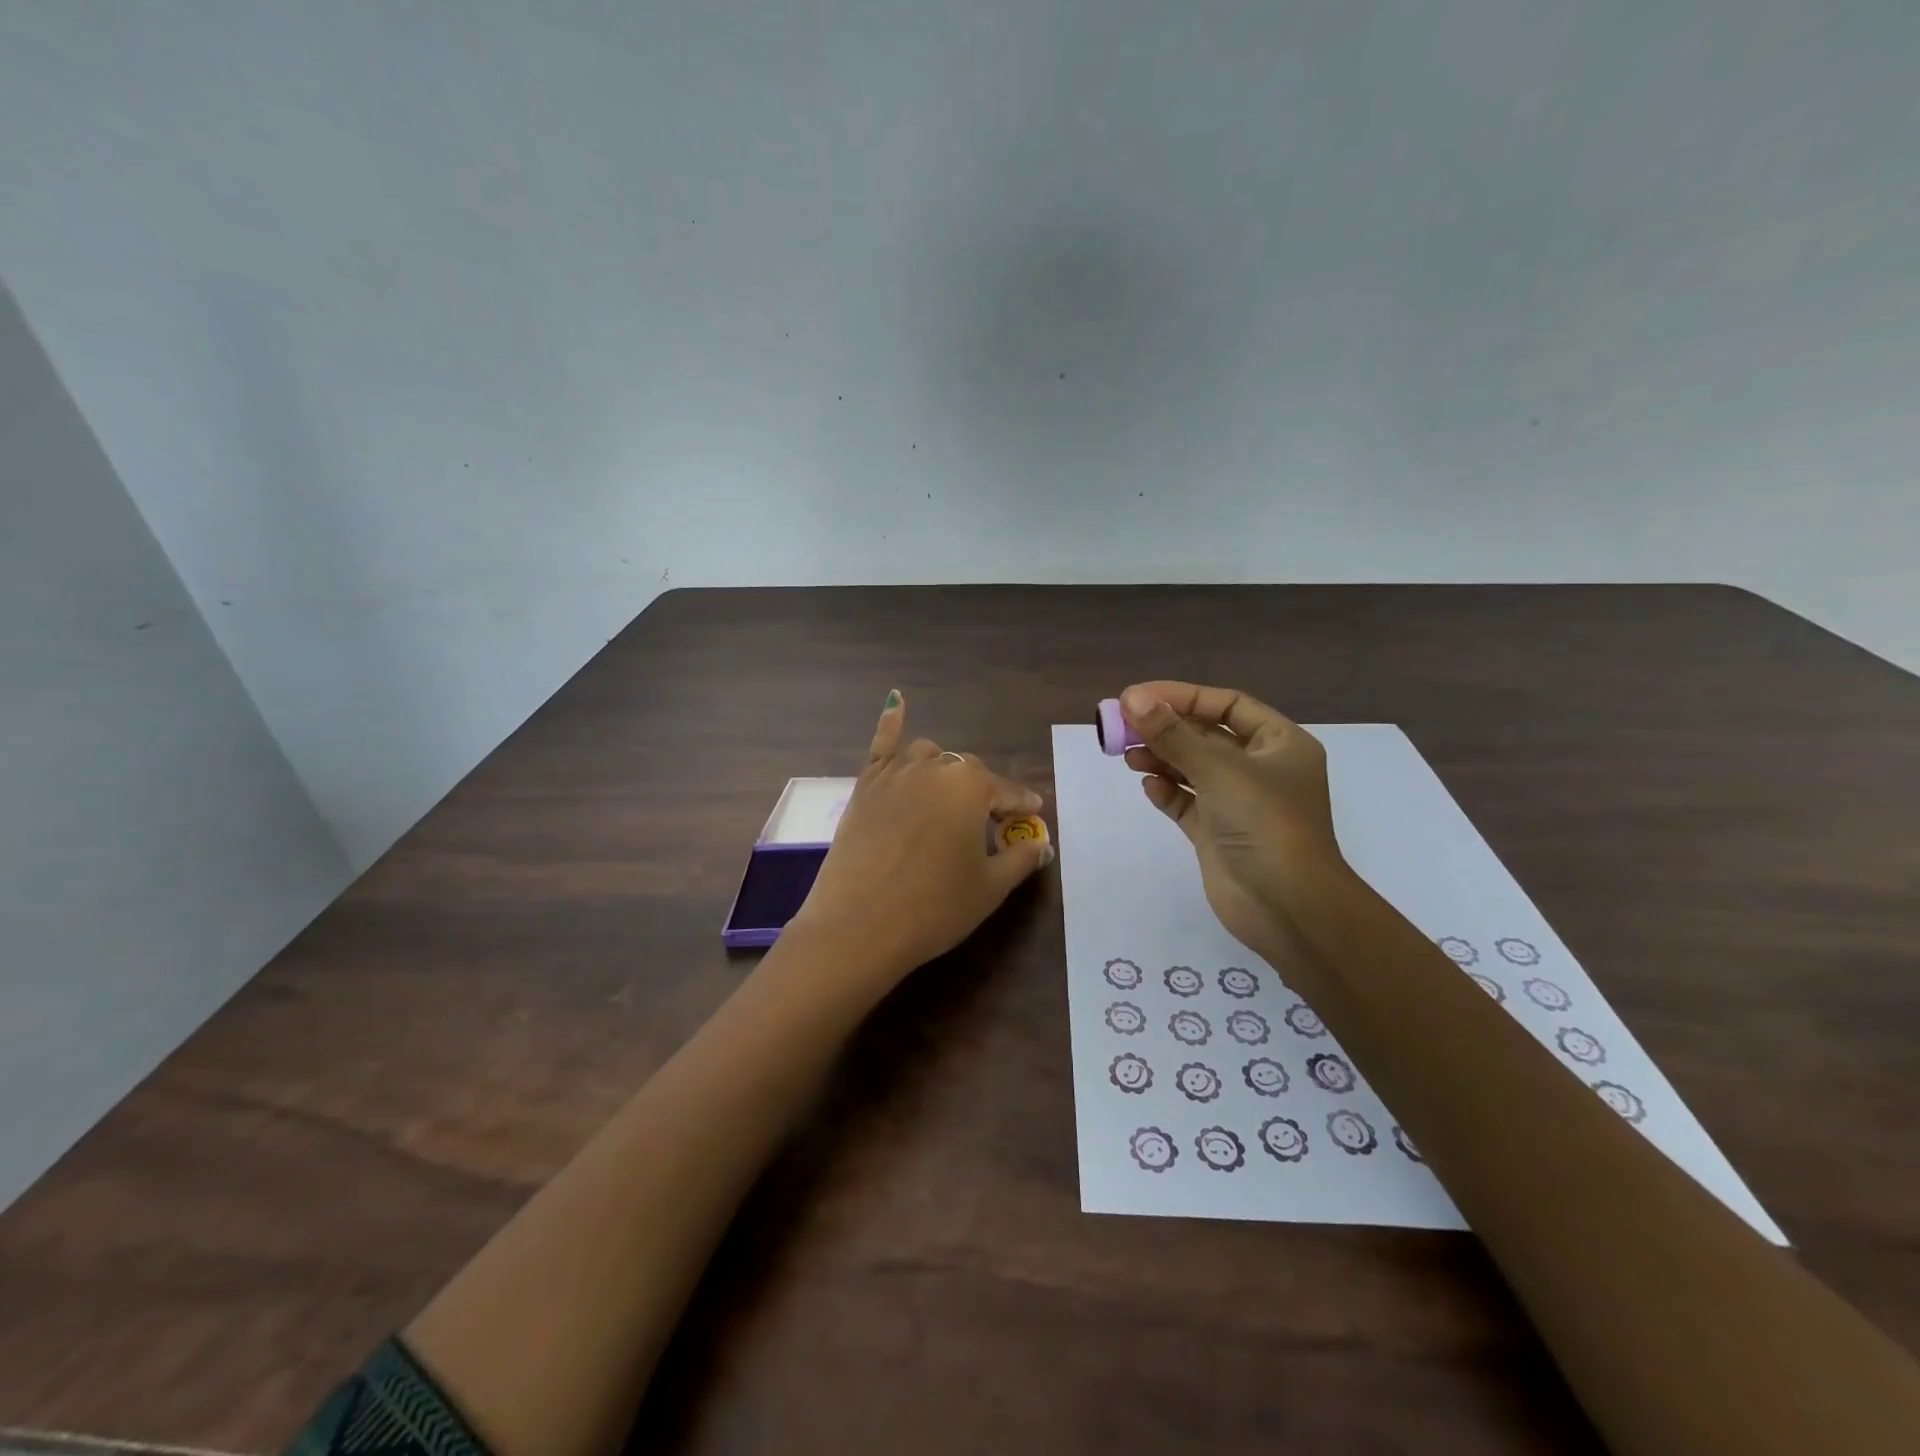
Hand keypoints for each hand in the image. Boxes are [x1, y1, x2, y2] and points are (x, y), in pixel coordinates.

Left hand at [788, 690, 1053, 995]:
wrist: (857, 927)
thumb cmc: (933, 908)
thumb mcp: (990, 887)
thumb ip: (1020, 858)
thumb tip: (1040, 844)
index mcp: (971, 786)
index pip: (1008, 792)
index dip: (1023, 809)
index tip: (1033, 819)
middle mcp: (934, 767)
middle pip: (968, 774)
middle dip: (984, 796)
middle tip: (990, 828)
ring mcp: (894, 772)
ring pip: (931, 758)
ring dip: (945, 775)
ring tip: (949, 803)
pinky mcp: (864, 785)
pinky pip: (881, 745)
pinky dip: (892, 722)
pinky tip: (897, 700)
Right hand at [1117, 681, 1347, 964]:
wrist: (1287, 907)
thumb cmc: (1264, 823)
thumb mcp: (1218, 769)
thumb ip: (1172, 734)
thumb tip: (1132, 698)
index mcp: (1280, 743)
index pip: (1227, 705)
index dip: (1183, 696)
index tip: (1138, 697)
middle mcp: (1261, 769)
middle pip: (1206, 736)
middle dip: (1166, 730)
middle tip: (1122, 727)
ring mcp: (1239, 804)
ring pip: (1193, 769)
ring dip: (1161, 759)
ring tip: (1127, 756)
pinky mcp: (1219, 834)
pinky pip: (1187, 803)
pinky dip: (1167, 792)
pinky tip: (1148, 787)